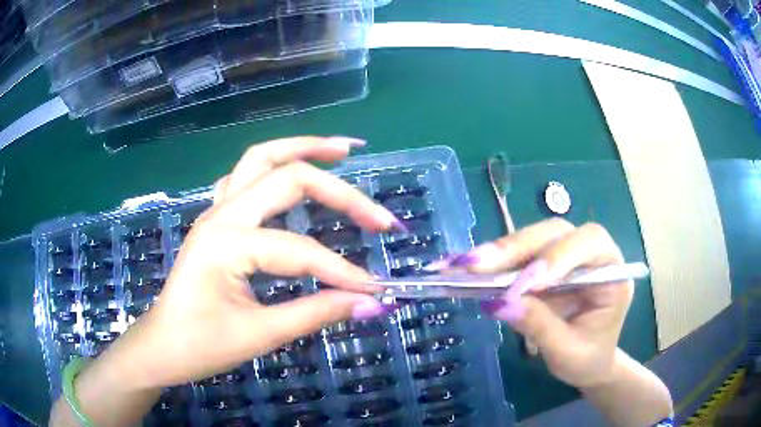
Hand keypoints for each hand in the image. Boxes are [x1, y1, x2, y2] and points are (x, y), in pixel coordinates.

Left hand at [102, 136, 400, 388]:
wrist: (162, 345)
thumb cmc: (201, 344)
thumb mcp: (260, 335)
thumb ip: (317, 313)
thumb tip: (372, 304)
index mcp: (226, 241)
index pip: (299, 250)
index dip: (342, 272)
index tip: (374, 292)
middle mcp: (221, 213)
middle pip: (286, 177)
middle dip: (338, 192)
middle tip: (378, 214)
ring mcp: (216, 210)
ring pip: (260, 158)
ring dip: (302, 149)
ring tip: (342, 150)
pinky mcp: (216, 218)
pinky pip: (245, 177)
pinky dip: (274, 167)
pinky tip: (294, 172)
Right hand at [434, 219, 632, 387]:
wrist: (589, 360)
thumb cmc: (588, 358)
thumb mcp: (569, 352)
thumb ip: (540, 326)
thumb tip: (499, 303)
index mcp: (611, 269)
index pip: (589, 243)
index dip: (558, 255)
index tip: (526, 282)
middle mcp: (588, 253)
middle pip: (553, 233)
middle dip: (515, 248)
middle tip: (475, 265)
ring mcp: (563, 256)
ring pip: (531, 239)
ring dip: (496, 253)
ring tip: (460, 266)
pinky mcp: (541, 264)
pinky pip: (516, 256)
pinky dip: (489, 263)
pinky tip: (461, 268)